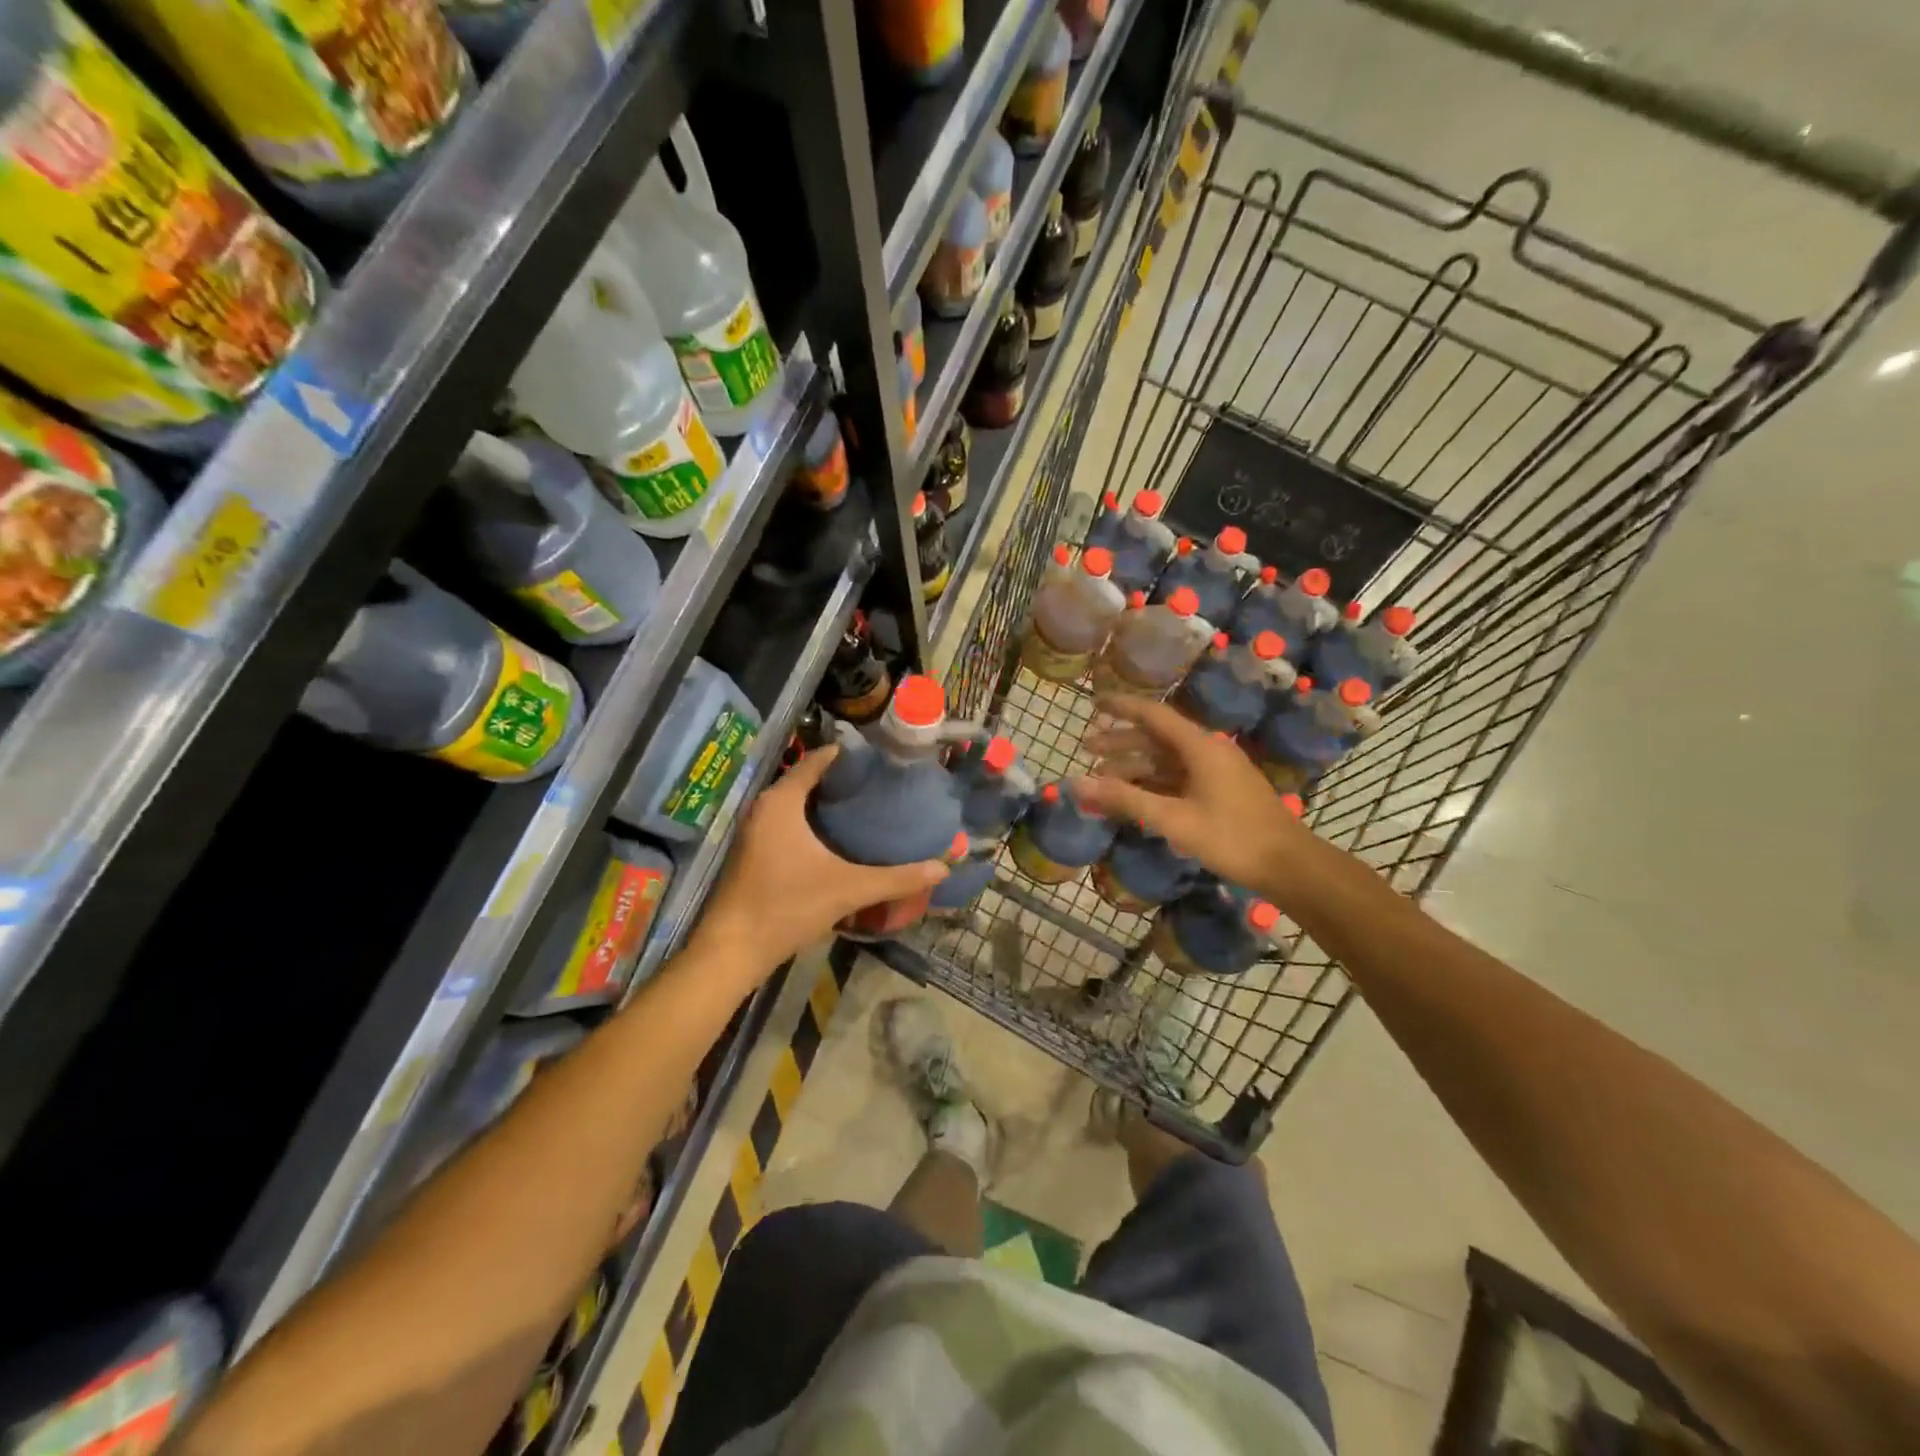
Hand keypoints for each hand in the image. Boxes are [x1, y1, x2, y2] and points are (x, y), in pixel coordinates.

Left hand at [695, 746, 948, 972]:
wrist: (732, 950)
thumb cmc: (787, 906)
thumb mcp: (848, 889)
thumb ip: (895, 878)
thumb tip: (942, 868)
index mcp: (782, 802)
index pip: (817, 760)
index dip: (848, 755)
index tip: (880, 757)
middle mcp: (764, 808)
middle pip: (807, 780)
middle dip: (843, 781)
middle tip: (882, 783)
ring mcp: (755, 831)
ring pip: (796, 804)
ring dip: (826, 804)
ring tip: (867, 807)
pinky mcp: (754, 852)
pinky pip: (788, 823)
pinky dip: (812, 822)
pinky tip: (838, 839)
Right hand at [1075, 695, 1305, 893]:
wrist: (1289, 865)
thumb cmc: (1231, 838)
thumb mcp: (1173, 819)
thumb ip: (1124, 799)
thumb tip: (1076, 783)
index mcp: (1200, 746)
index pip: (1153, 714)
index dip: (1122, 707)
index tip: (1093, 703)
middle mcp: (1208, 750)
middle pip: (1157, 738)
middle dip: (1121, 742)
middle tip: (1086, 748)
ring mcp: (1216, 771)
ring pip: (1167, 760)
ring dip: (1135, 766)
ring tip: (1102, 777)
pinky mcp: (1221, 791)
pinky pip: (1178, 777)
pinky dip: (1153, 782)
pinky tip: (1135, 796)